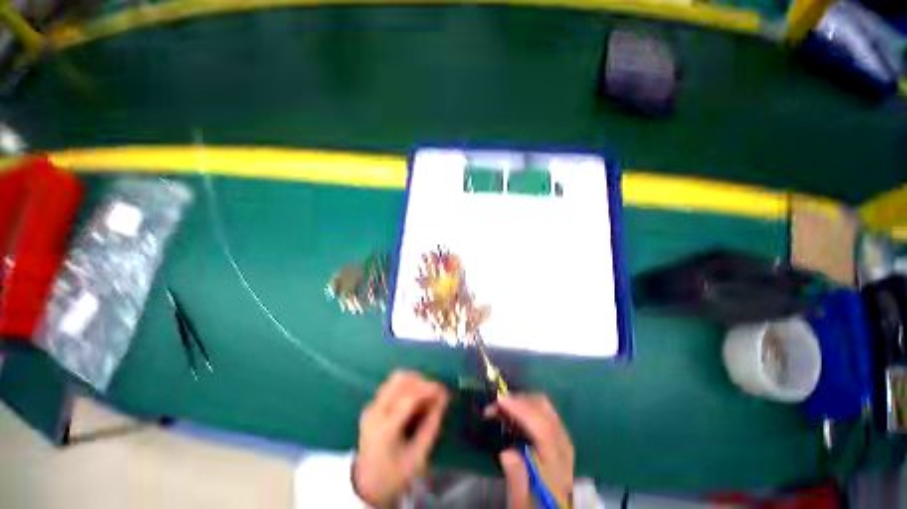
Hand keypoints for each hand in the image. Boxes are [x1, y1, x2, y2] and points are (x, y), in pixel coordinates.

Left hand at [353, 370, 449, 507]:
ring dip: (415, 381)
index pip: (408, 399)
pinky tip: (416, 398)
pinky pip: (392, 385)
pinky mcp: (373, 404)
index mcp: (385, 429)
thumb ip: (431, 426)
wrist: (367, 484)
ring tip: (427, 394)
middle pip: (400, 381)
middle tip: (436, 392)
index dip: (428, 390)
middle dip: (422, 381)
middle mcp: (375, 412)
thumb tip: (444, 399)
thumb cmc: (395, 474)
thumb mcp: (418, 457)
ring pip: (396, 379)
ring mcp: (371, 406)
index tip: (444, 391)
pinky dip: (408, 385)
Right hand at [489, 395, 574, 508]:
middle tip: (495, 406)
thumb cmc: (533, 503)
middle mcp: (562, 444)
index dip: (521, 410)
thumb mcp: (522, 500)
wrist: (550, 508)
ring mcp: (560, 436)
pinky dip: (523, 406)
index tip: (500, 401)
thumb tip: (506, 453)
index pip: (543, 428)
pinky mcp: (555, 433)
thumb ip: (516, 477)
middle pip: (543, 409)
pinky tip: (510, 414)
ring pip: (541, 405)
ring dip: (519, 401)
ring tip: (498, 409)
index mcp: (557, 463)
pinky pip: (540, 410)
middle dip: (517, 401)